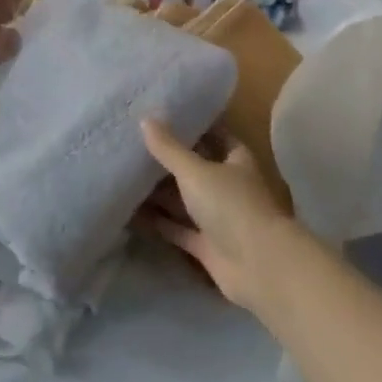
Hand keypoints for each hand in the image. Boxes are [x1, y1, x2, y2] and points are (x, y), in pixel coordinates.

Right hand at [140, 120, 302, 315]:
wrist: (257, 265)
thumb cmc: (231, 205)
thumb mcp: (196, 171)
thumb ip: (169, 149)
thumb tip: (146, 118)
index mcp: (236, 159)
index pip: (214, 135)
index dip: (192, 126)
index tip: (162, 116)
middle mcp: (228, 186)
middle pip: (196, 168)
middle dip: (169, 160)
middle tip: (133, 145)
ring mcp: (217, 217)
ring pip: (184, 200)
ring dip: (160, 192)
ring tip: (125, 175)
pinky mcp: (205, 245)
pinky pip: (177, 228)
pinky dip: (158, 222)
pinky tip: (130, 212)